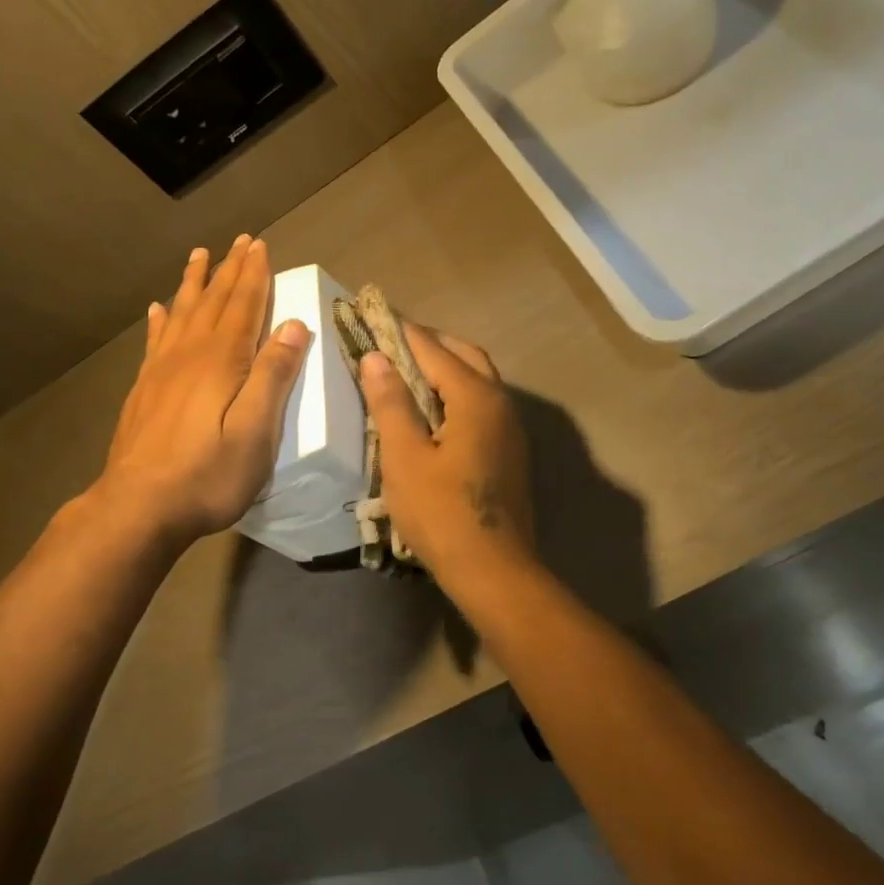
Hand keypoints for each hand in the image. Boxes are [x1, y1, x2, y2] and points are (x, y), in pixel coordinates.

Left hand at [93, 235, 309, 547]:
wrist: (139, 506)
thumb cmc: (209, 474)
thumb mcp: (256, 431)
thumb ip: (274, 376)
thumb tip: (294, 325)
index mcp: (222, 361)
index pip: (244, 306)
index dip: (254, 275)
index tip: (260, 245)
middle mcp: (190, 354)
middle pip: (213, 302)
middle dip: (229, 270)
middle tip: (239, 241)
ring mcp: (161, 370)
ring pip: (181, 313)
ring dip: (194, 283)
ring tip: (199, 256)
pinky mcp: (144, 390)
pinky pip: (155, 340)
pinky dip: (160, 319)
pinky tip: (157, 309)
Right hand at [359, 324, 534, 582]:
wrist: (493, 570)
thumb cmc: (442, 513)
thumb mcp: (405, 457)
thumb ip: (391, 403)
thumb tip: (375, 357)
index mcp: (476, 398)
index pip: (433, 350)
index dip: (401, 331)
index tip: (373, 314)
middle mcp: (500, 403)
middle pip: (464, 356)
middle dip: (428, 343)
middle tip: (391, 340)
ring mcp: (510, 428)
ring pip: (478, 379)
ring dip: (445, 366)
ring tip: (406, 370)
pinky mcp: (509, 450)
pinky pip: (482, 403)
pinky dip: (456, 392)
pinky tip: (432, 409)